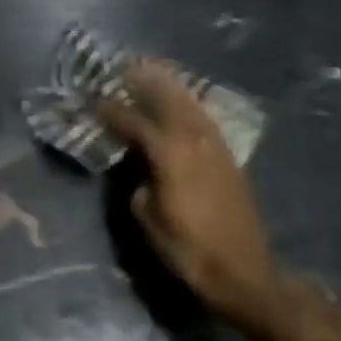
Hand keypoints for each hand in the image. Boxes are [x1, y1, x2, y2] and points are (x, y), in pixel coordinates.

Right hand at [98, 62, 280, 329]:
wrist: (243, 272)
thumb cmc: (189, 250)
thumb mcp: (149, 220)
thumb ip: (140, 185)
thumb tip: (142, 172)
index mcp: (170, 154)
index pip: (136, 123)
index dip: (114, 111)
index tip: (96, 100)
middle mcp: (194, 141)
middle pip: (168, 100)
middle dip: (146, 83)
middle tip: (126, 68)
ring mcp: (215, 147)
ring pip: (190, 105)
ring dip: (170, 88)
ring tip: (153, 74)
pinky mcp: (229, 158)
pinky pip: (204, 119)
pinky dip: (189, 105)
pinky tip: (182, 105)